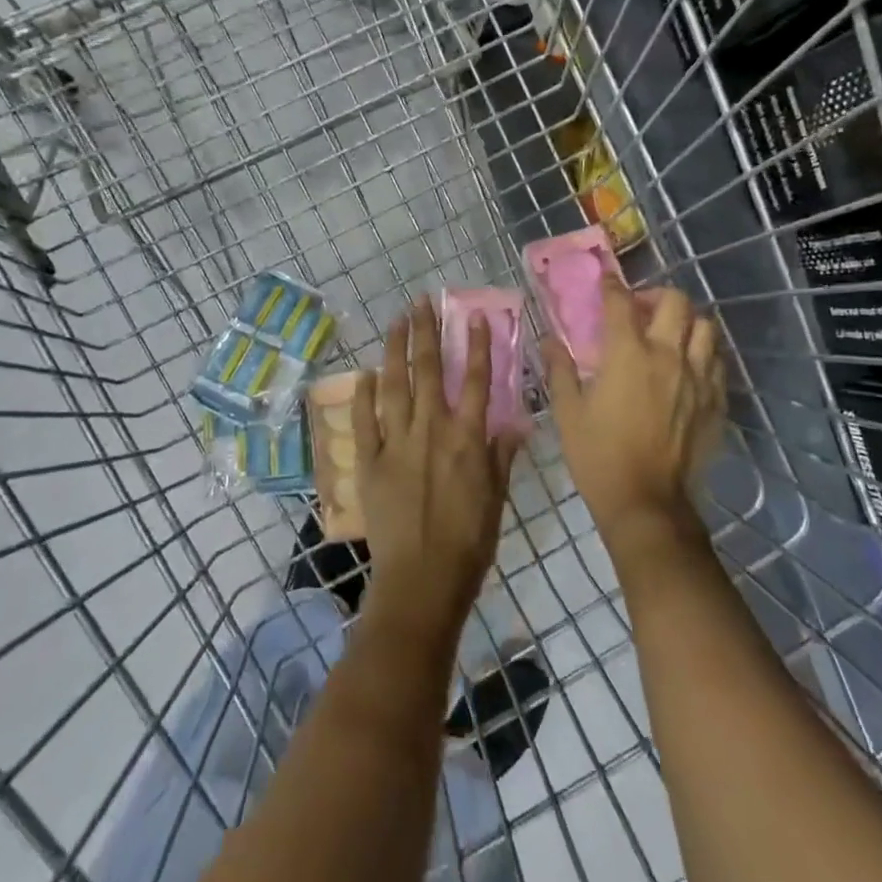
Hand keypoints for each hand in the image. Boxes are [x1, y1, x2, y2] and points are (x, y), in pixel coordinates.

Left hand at [353, 298, 520, 633]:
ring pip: (395, 386)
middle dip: (426, 333)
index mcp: (467, 438)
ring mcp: (396, 443)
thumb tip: (516, 423)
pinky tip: (366, 373)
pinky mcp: (369, 461)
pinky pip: (365, 421)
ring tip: (396, 320)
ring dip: (395, 349)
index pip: (475, 380)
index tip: (474, 316)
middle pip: (428, 371)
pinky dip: (365, 394)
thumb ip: (502, 456)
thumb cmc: (469, 542)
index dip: (476, 346)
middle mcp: (431, 430)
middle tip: (422, 302)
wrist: (422, 579)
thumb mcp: (496, 498)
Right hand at [543, 278, 724, 546]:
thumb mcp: (568, 411)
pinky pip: (717, 362)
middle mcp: (668, 356)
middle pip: (676, 302)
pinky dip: (703, 354)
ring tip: (670, 334)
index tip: (605, 280)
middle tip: (641, 310)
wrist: (646, 501)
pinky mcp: (715, 401)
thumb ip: (560, 369)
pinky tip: (687, 367)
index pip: (622, 302)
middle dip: (657, 296)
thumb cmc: (598, 455)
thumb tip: (549, 339)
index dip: (612, 285)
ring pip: (705, 327)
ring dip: (686, 322)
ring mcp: (697, 378)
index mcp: (628, 354)